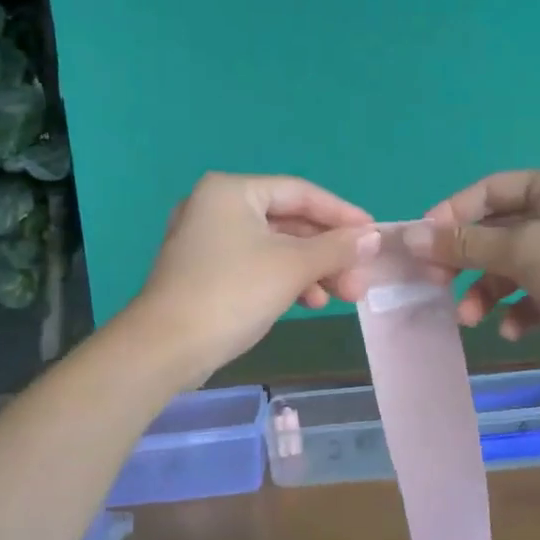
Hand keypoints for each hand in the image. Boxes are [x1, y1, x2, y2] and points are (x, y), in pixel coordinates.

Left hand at [128, 173, 381, 380]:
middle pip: (288, 221)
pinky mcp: (205, 270)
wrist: (165, 348)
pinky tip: (310, 302)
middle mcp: (216, 206)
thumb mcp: (292, 267)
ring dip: (311, 269)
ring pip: (274, 246)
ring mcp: (207, 239)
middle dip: (328, 252)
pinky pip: (256, 264)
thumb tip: (373, 237)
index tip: (373, 235)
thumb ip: (336, 248)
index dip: (342, 214)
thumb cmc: (232, 293)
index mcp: (232, 191)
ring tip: (343, 296)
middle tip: (359, 279)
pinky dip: (285, 279)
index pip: (300, 192)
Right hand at [403, 165, 539, 374]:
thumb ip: (464, 244)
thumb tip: (409, 236)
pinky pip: (536, 289)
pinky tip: (512, 330)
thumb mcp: (523, 253)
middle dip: (467, 262)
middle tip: (436, 286)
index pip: (488, 191)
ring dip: (487, 291)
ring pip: (513, 264)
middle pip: (497, 230)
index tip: (420, 245)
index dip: (450, 216)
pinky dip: (519, 308)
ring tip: (470, 320)